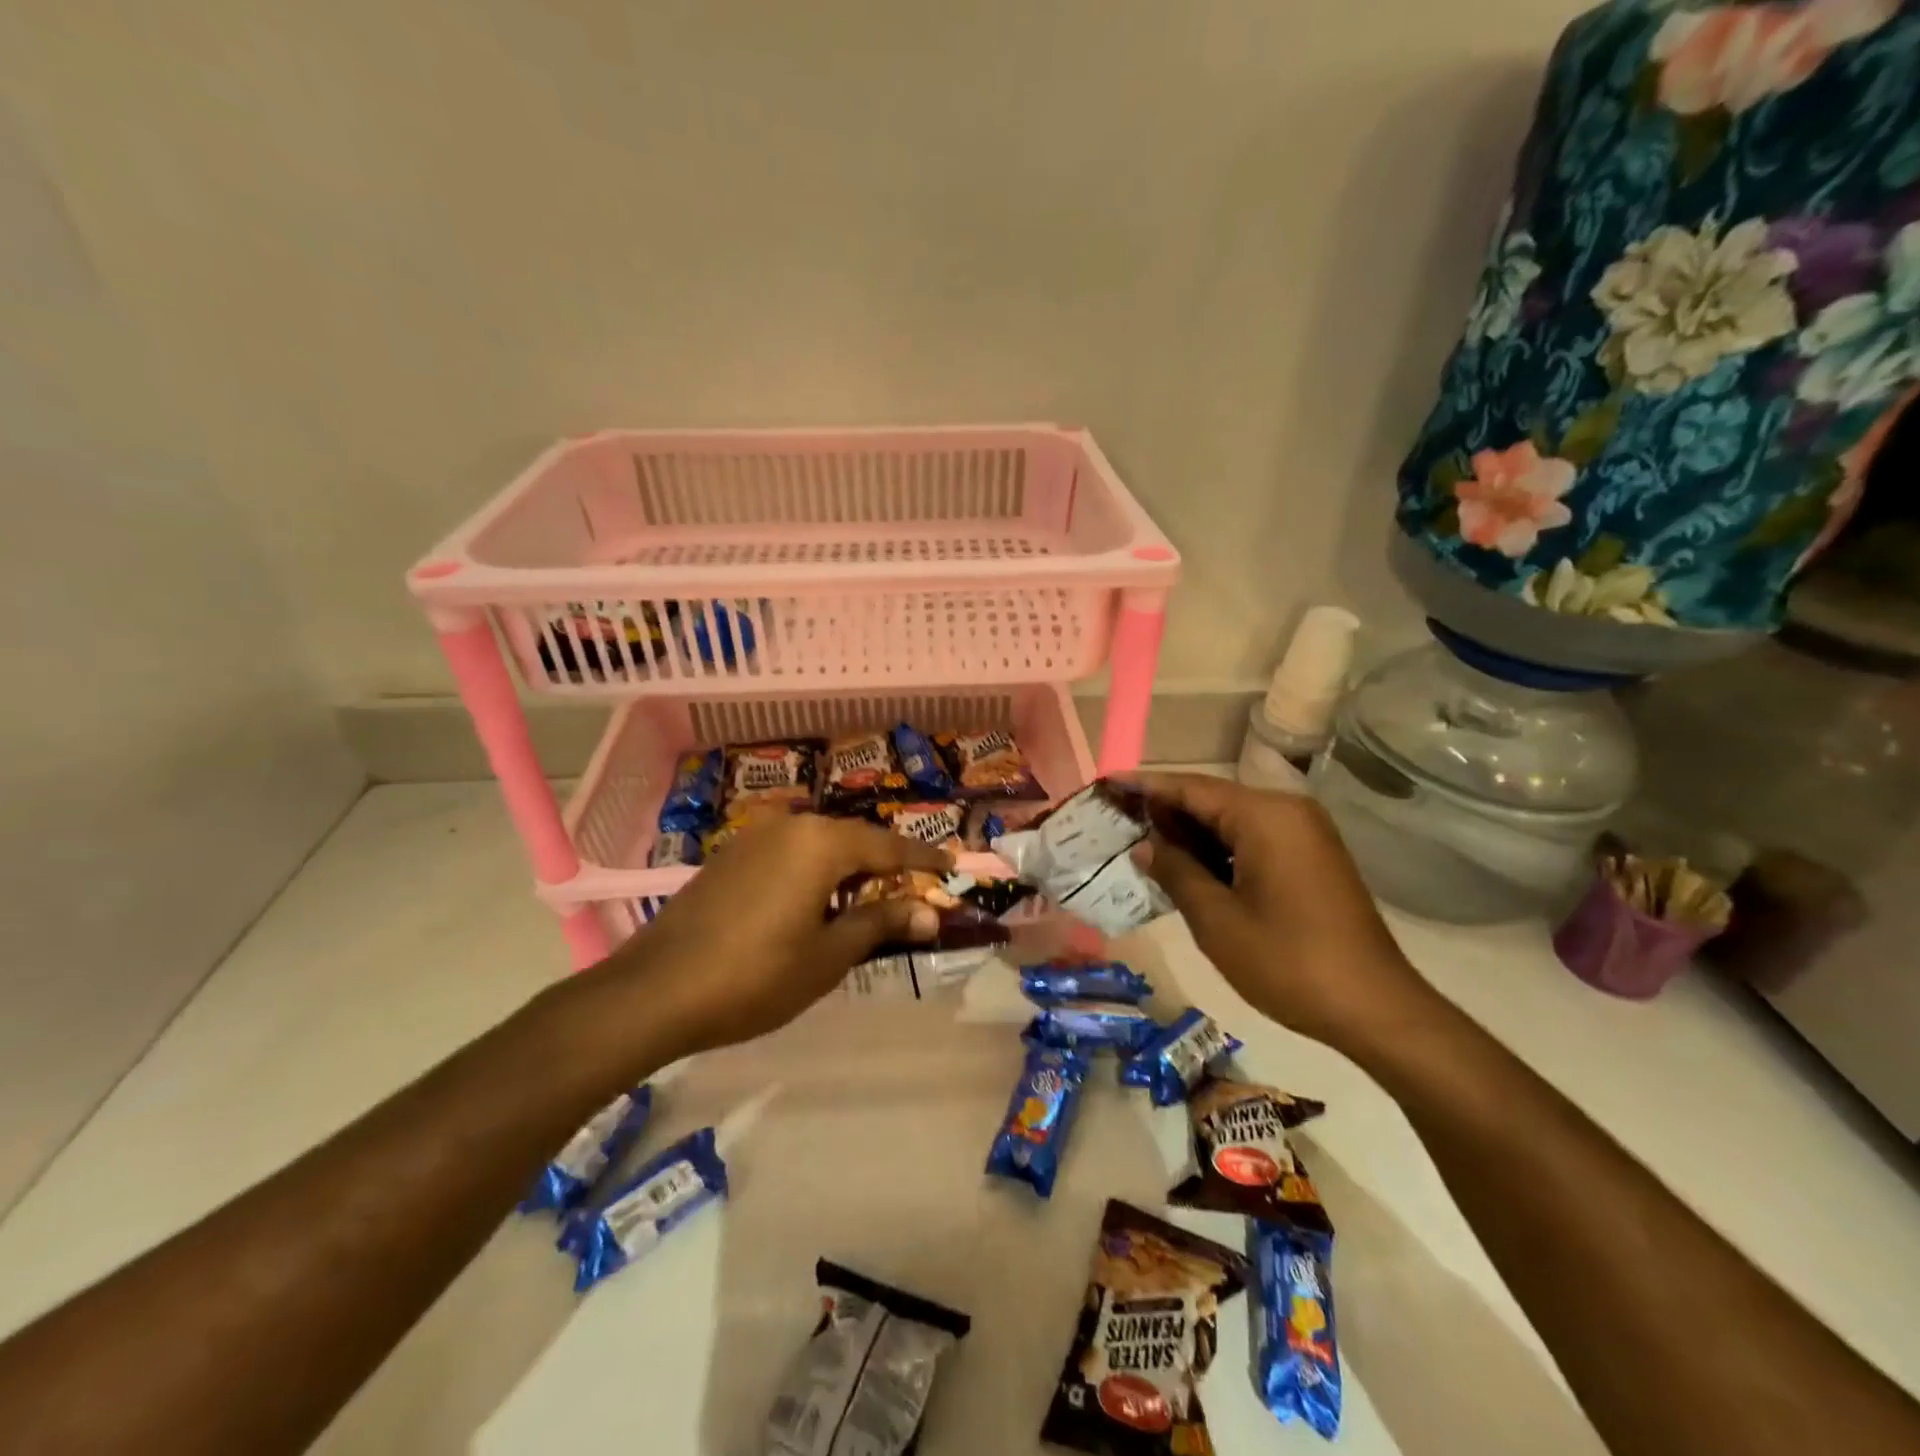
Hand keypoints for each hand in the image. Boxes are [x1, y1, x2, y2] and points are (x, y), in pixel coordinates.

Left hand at [605, 813, 951, 1053]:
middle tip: (913, 890)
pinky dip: (814, 873)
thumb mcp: (829, 956)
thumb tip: (930, 914)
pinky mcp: (730, 857)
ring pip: (820, 846)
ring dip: (848, 870)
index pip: (889, 847)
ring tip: (869, 900)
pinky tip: (816, 903)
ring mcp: (754, 838)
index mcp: (822, 843)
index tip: (953, 866)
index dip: (924, 860)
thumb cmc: (755, 976)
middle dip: (885, 865)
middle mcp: (791, 826)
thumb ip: (881, 924)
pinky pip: (790, 855)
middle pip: (854, 840)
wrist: (654, 992)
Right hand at [1130, 772, 1438, 1052]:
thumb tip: (1144, 845)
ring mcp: (1304, 834)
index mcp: (1265, 817)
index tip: (1105, 784)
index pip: (1191, 788)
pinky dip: (1217, 848)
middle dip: (1164, 810)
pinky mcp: (1310, 857)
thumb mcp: (1217, 920)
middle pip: (1211, 799)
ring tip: (1141, 842)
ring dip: (1189, 832)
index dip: (1144, 786)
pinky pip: (1252, 839)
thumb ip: (1176, 871)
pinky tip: (1186, 866)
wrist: (1375, 1009)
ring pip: (1231, 820)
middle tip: (1115, 819)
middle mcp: (1287, 811)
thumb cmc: (1289, 963)